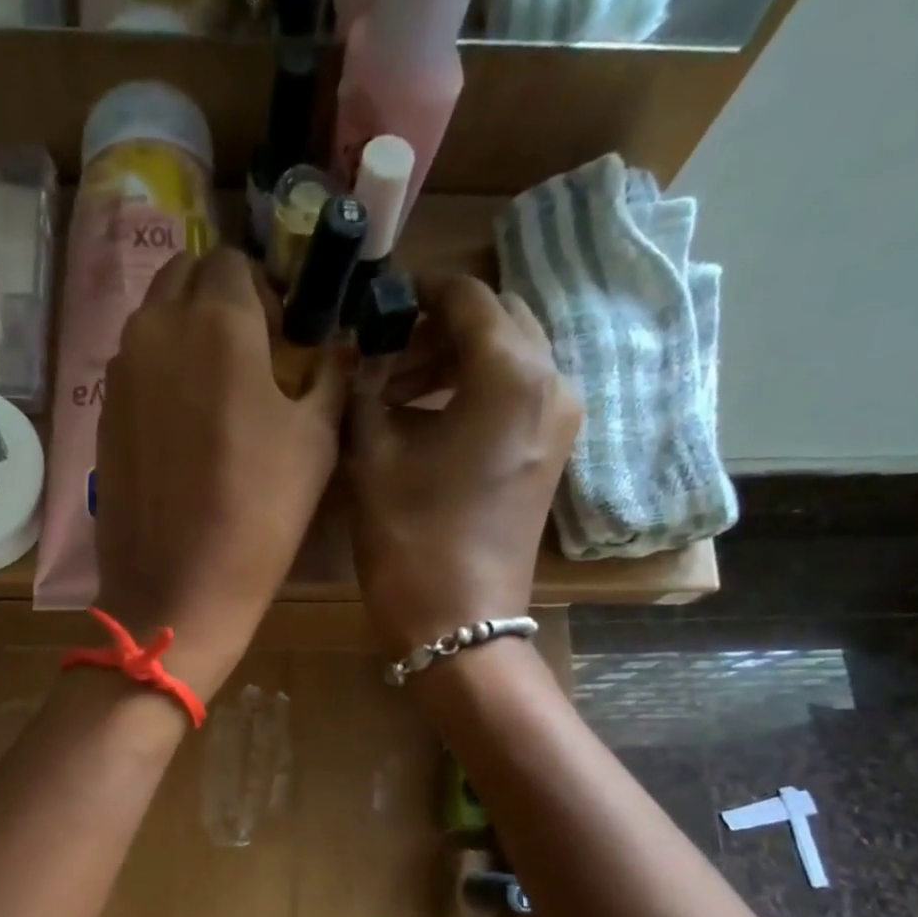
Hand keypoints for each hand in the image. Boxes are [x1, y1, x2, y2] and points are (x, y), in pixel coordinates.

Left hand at [93, 247, 347, 697]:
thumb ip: (330, 376)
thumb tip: (338, 348)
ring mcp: (119, 373)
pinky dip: (160, 373)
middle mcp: (155, 330)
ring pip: (153, 320)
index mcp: (215, 322)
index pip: (234, 260)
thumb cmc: (260, 513)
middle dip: (219, 297)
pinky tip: (184, 425)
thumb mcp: (317, 441)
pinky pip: (134, 367)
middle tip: (251, 352)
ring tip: (217, 389)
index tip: (283, 334)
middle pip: (184, 276)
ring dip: (186, 332)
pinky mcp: (102, 414)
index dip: (264, 290)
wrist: (178, 588)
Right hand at [345, 274, 578, 656]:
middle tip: (384, 356)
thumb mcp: (372, 456)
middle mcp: (552, 382)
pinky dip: (476, 390)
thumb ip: (363, 389)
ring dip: (456, 360)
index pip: (466, 297)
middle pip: (497, 321)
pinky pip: (517, 394)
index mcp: (511, 372)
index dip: (416, 293)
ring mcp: (560, 420)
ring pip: (510, 357)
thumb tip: (358, 355)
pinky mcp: (552, 452)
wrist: (459, 622)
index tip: (374, 308)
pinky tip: (430, 420)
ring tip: (397, 393)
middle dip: (439, 328)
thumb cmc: (412, 538)